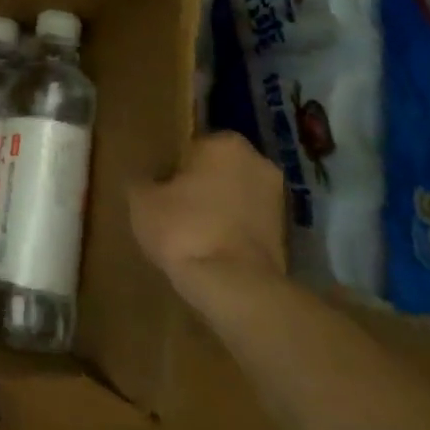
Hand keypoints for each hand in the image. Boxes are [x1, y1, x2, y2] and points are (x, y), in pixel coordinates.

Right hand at [131, 132, 287, 299]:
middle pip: (218, 170)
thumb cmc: (184, 228)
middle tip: (172, 208)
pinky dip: (232, 231)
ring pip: (235, 196)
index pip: (191, 146)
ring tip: (190, 232)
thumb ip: (142, 181)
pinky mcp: (287, 235)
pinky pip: (248, 223)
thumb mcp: (142, 200)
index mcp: (225, 143)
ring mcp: (278, 199)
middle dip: (200, 185)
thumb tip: (143, 180)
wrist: (235, 286)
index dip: (172, 167)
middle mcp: (258, 162)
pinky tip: (210, 248)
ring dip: (218, 209)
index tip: (159, 188)